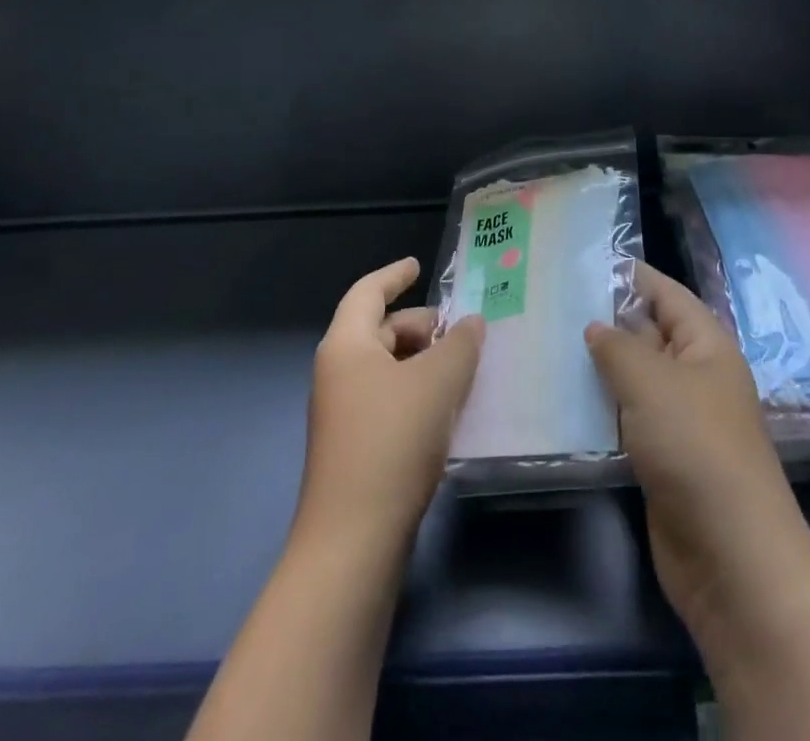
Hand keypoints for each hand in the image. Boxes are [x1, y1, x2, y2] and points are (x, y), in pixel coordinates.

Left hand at [297, 257, 484, 552]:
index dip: (394, 274)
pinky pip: (390, 400)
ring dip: (423, 361)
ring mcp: (343, 413)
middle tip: (462, 331)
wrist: (353, 543)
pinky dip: (418, 392)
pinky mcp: (355, 448)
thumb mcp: (437, 382)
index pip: (368, 292)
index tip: (418, 266)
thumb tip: (471, 324)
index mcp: (346, 345)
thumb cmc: (392, 442)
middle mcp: (338, 373)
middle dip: (420, 325)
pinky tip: (449, 409)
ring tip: (464, 368)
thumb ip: (460, 344)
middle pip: (380, 330)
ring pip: (387, 368)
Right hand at [584, 265, 809, 653]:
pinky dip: (599, 407)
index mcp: (706, 344)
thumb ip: (618, 347)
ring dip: (597, 366)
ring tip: (544, 343)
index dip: (628, 275)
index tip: (580, 261)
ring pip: (633, 378)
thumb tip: (595, 327)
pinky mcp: (661, 457)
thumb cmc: (696, 447)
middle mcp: (694, 374)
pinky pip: (626, 418)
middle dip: (603, 319)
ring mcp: (678, 418)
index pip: (665, 293)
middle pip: (646, 333)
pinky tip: (560, 399)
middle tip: (548, 302)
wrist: (730, 557)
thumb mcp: (653, 382)